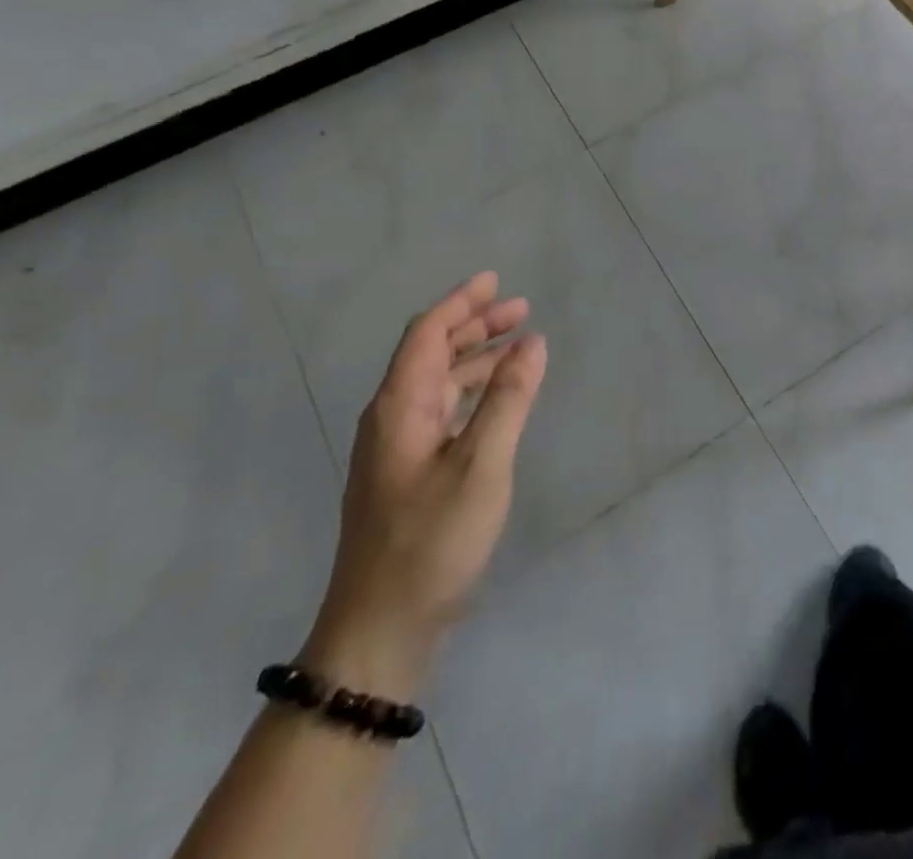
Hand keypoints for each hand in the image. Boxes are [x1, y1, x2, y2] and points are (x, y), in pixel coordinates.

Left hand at [301, 272, 546, 698]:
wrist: (380, 631)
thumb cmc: (432, 542)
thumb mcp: (481, 465)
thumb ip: (507, 399)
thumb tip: (533, 343)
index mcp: (400, 407)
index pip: (427, 334)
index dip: (461, 302)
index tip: (496, 281)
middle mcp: (392, 419)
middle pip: (431, 353)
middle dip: (474, 325)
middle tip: (521, 309)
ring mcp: (396, 449)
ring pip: (437, 382)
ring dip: (476, 358)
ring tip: (518, 346)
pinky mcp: (407, 474)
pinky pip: (441, 410)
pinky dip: (471, 391)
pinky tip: (496, 399)